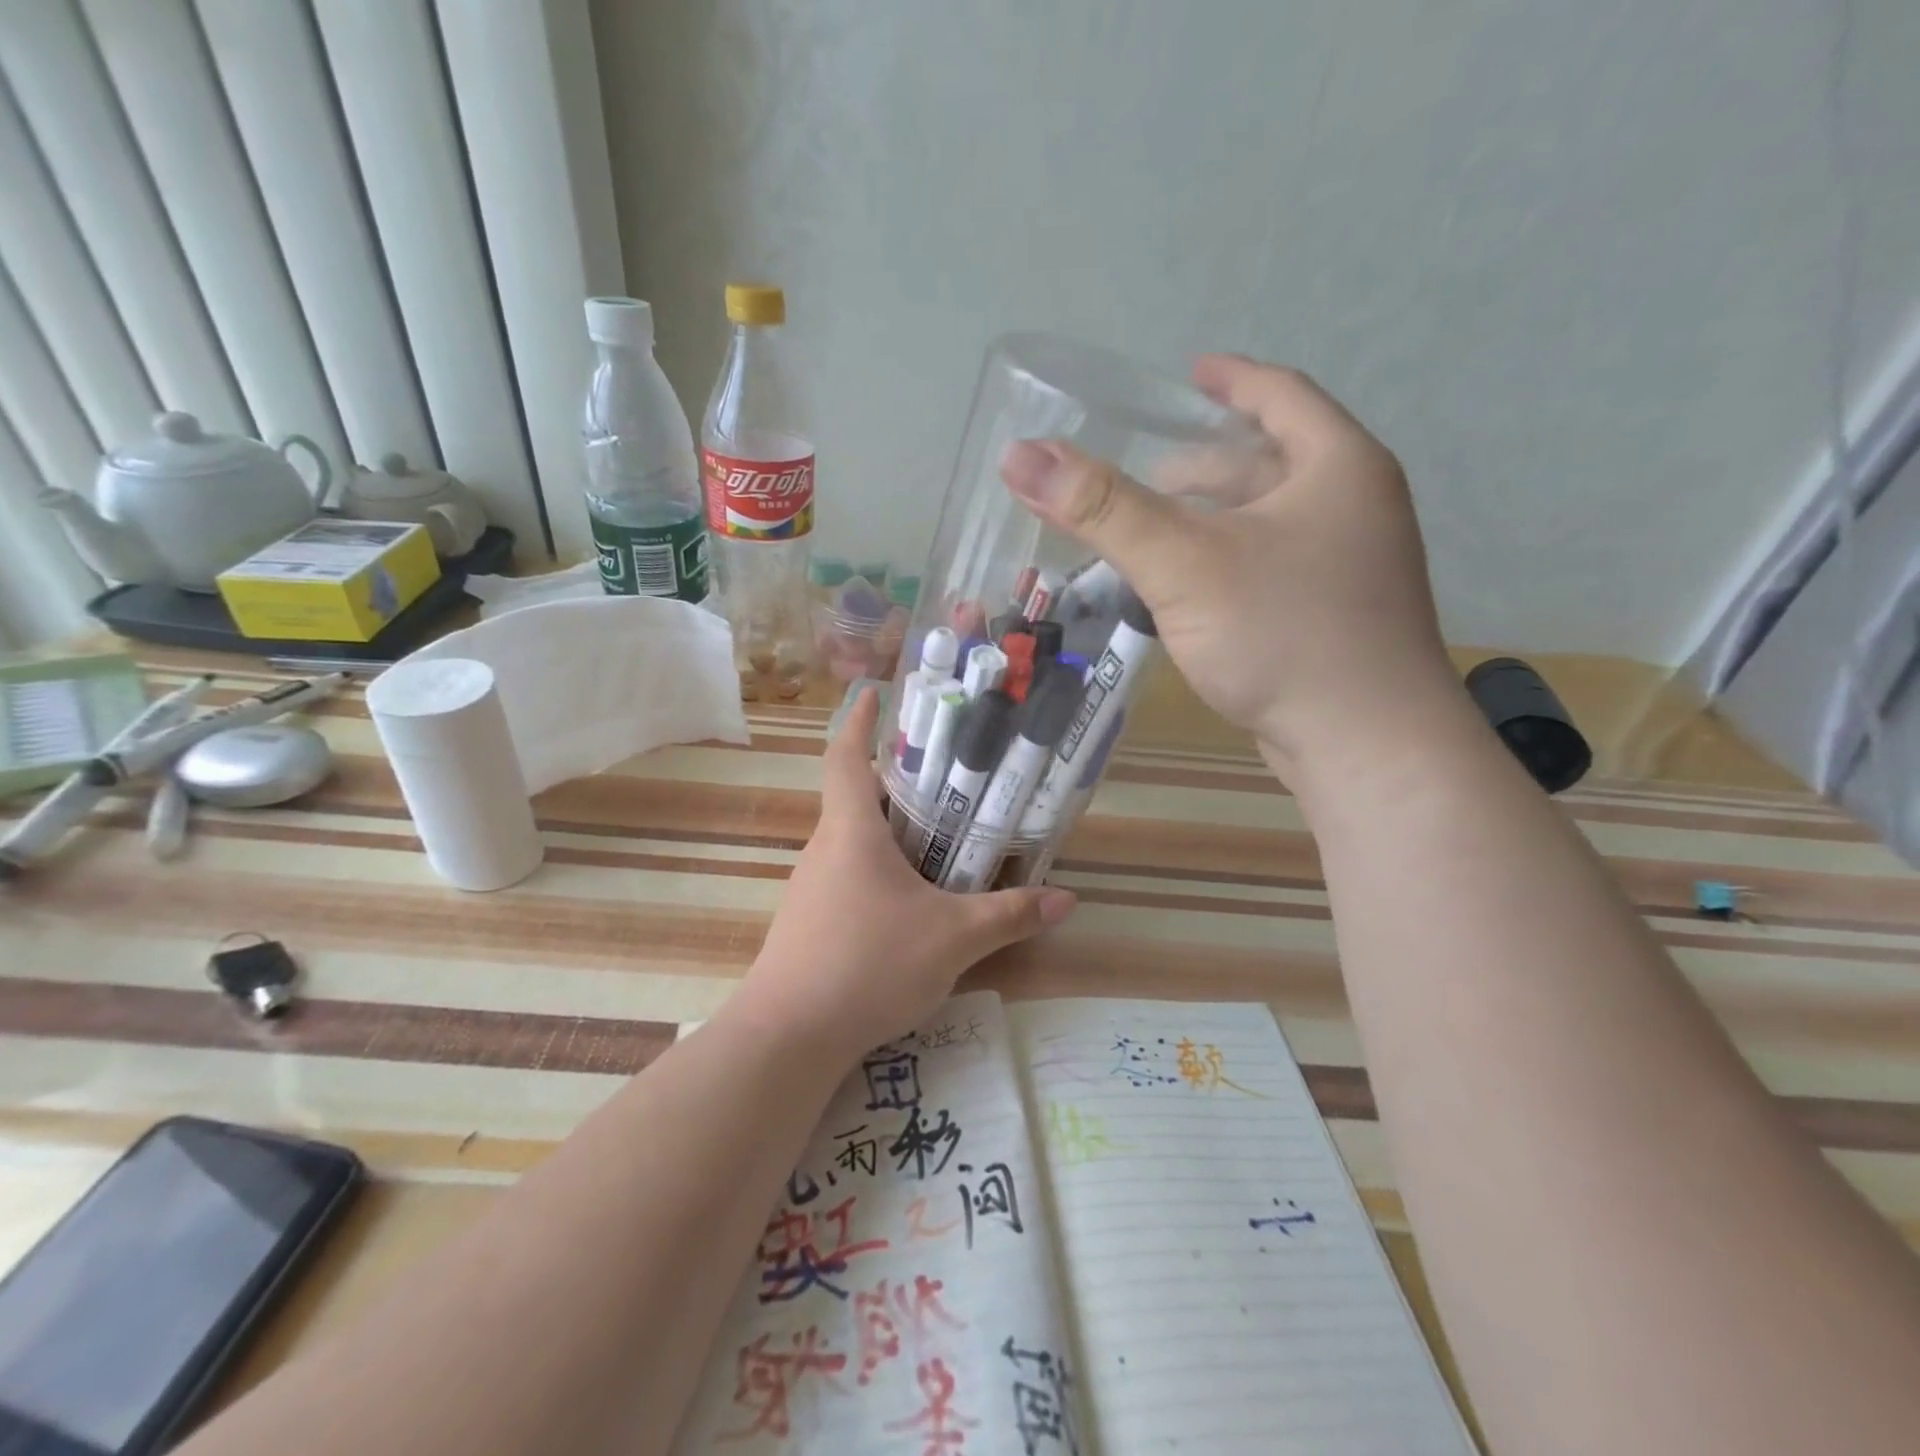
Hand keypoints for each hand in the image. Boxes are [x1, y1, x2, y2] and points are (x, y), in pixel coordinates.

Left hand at [741, 688, 1075, 1061]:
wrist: (788, 1037)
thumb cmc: (868, 964)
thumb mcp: (952, 938)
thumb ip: (1009, 916)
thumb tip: (1066, 900)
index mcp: (851, 831)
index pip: (846, 756)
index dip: (859, 721)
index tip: (874, 693)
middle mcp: (826, 849)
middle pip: (855, 797)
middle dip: (895, 782)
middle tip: (946, 779)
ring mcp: (812, 888)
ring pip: (853, 840)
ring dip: (889, 830)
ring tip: (939, 837)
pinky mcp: (810, 922)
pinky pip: (848, 876)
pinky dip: (879, 869)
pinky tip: (910, 899)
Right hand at [1001, 355, 1463, 782]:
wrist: (1366, 747)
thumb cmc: (1283, 635)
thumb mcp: (1183, 563)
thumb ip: (1103, 509)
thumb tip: (1021, 456)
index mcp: (1337, 468)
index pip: (1281, 396)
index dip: (1231, 380)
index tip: (1189, 374)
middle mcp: (1355, 509)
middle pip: (1271, 464)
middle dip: (1207, 464)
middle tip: (1148, 472)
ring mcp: (1351, 570)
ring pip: (1268, 524)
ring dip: (1212, 521)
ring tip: (1154, 532)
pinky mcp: (1334, 621)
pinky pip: (1269, 570)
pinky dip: (1225, 565)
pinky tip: (1186, 592)